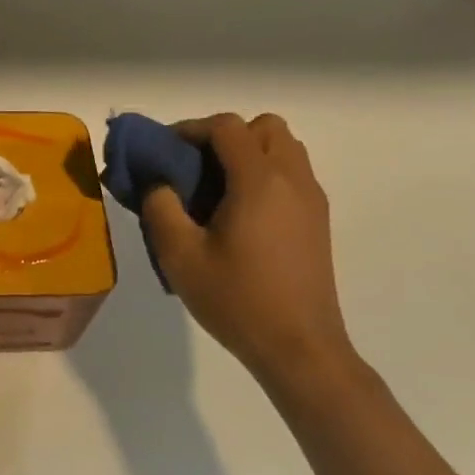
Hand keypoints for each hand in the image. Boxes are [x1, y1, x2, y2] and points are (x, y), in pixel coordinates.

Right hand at [143, 114, 354, 383]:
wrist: (300, 348)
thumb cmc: (236, 300)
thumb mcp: (180, 255)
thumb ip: (160, 207)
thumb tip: (157, 182)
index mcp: (259, 181)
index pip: (227, 126)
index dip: (191, 129)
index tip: (164, 151)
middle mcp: (292, 180)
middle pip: (264, 127)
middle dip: (226, 136)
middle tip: (195, 167)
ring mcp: (311, 200)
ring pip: (283, 149)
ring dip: (248, 153)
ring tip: (216, 190)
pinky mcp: (317, 222)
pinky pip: (291, 175)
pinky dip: (264, 175)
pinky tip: (239, 215)